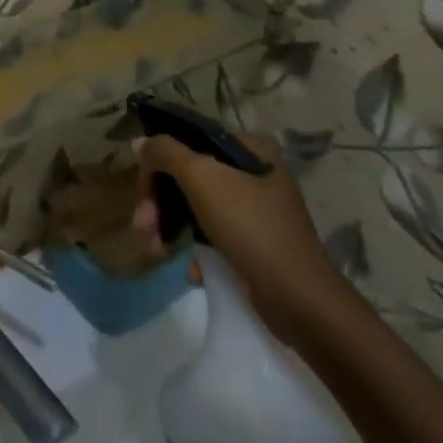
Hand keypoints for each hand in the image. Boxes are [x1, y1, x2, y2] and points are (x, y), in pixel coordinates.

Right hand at [131, 132, 352, 343]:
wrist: (301, 303)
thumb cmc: (252, 228)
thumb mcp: (202, 178)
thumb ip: (166, 152)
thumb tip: (141, 143)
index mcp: (250, 148)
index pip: (190, 139)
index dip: (159, 160)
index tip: (143, 188)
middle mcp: (255, 173)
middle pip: (190, 175)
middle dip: (160, 201)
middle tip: (142, 225)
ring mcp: (256, 210)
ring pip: (196, 206)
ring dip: (169, 225)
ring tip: (155, 249)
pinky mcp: (255, 244)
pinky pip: (213, 234)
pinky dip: (196, 248)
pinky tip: (192, 269)